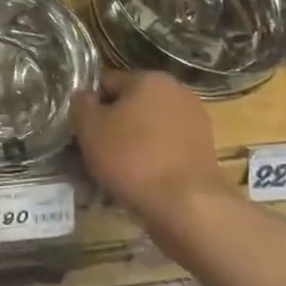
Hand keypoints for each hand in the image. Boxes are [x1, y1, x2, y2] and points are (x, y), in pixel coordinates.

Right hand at [72, 71, 226, 230]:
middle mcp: (176, 92)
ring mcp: (194, 122)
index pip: (106, 83)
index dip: (89, 107)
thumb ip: (80, 104)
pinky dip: (152, 161)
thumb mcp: (90, 129)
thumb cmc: (133, 159)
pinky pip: (166, 149)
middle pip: (130, 105)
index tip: (81, 132)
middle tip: (96, 153)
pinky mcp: (204, 151)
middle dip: (112, 126)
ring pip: (148, 129)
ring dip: (132, 144)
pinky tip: (140, 183)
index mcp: (149, 78)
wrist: (189, 207)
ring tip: (116, 173)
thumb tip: (84, 96)